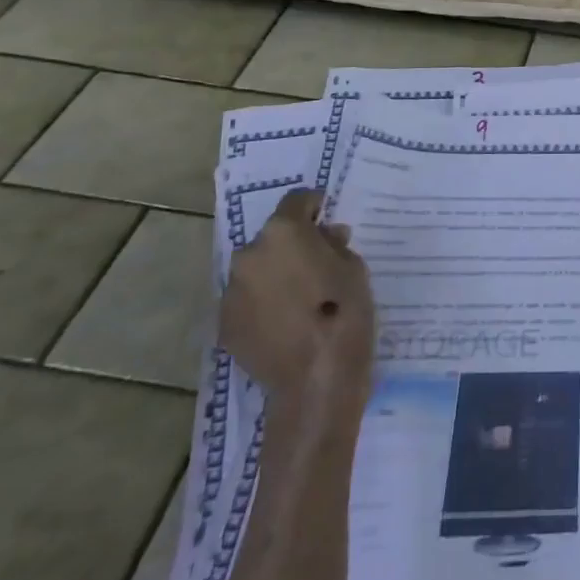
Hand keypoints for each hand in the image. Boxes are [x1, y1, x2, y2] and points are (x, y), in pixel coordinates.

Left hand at [221, 190, 375, 418]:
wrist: (317, 378)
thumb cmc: (345, 312)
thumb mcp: (354, 267)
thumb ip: (334, 245)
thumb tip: (324, 237)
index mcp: (283, 233)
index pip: (295, 200)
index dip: (313, 205)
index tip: (326, 216)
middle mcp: (249, 255)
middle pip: (272, 238)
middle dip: (292, 244)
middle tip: (316, 261)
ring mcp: (231, 292)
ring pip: (257, 271)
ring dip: (274, 274)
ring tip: (299, 297)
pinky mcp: (224, 325)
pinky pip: (247, 302)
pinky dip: (263, 304)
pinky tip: (285, 322)